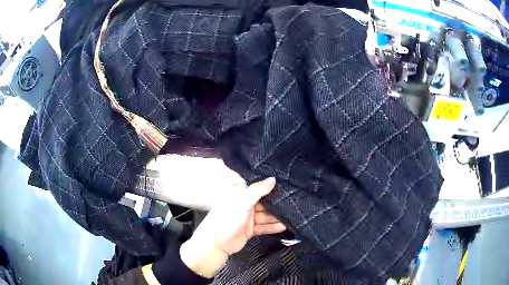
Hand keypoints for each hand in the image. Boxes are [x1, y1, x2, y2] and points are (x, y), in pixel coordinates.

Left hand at [180, 177, 285, 277]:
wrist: (216, 244)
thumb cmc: (225, 220)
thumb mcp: (241, 203)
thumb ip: (257, 191)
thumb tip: (273, 179)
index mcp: (239, 195)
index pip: (257, 187)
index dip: (270, 186)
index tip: (286, 185)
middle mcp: (244, 205)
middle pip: (264, 202)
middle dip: (276, 203)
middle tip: (293, 201)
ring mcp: (247, 218)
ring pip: (266, 215)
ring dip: (277, 217)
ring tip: (292, 216)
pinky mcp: (250, 230)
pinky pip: (264, 226)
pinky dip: (273, 226)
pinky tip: (284, 226)